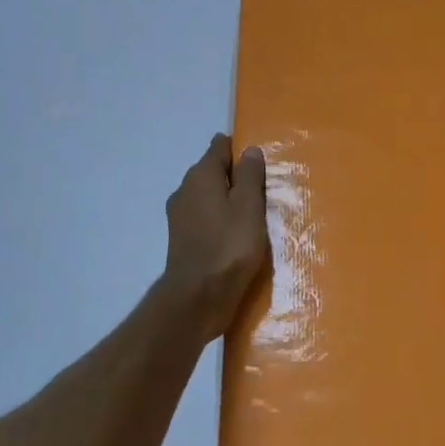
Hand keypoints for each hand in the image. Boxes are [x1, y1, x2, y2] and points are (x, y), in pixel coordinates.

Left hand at [161, 134, 269, 340]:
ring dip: (228, 200)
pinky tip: (237, 235)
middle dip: (236, 176)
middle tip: (264, 189)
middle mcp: (185, 190)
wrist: (198, 298)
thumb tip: (250, 150)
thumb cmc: (229, 246)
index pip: (219, 147)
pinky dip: (220, 220)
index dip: (240, 149)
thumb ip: (250, 175)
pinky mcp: (182, 239)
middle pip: (213, 172)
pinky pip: (206, 218)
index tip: (260, 161)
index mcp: (201, 175)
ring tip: (255, 214)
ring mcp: (180, 216)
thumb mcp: (249, 206)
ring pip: (209, 196)